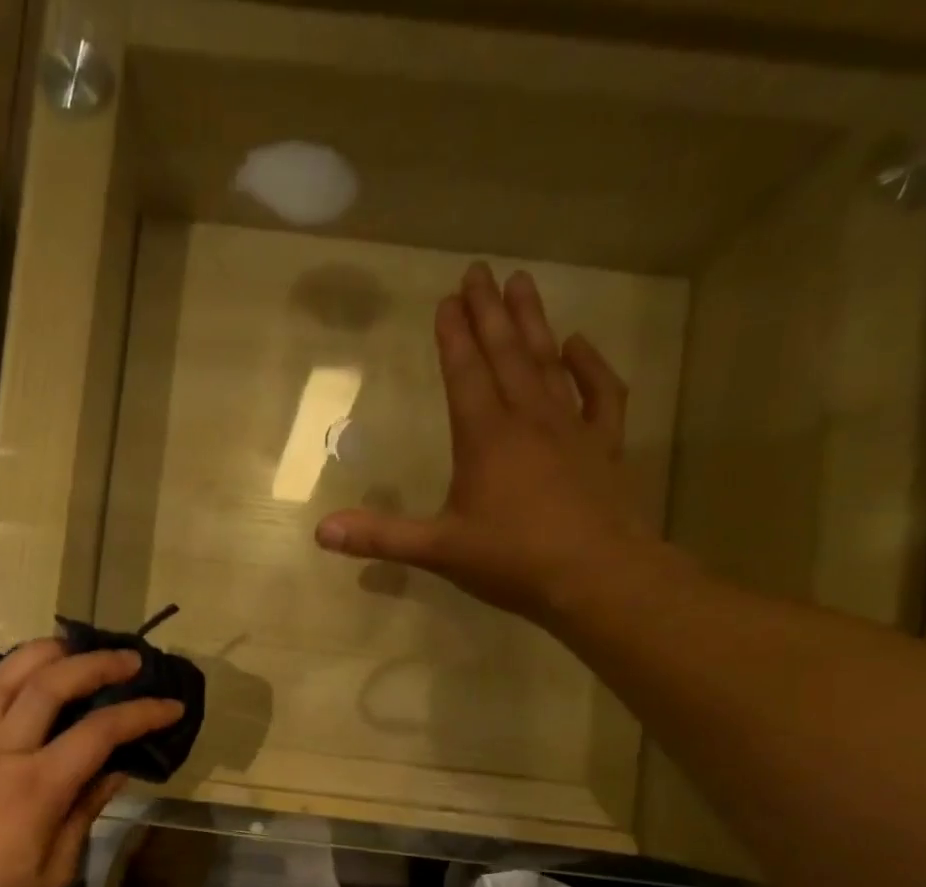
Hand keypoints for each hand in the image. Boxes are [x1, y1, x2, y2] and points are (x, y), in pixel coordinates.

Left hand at [0, 638, 183, 886]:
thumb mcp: (54, 872)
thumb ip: (84, 813)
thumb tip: (115, 772)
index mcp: (37, 785)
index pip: (100, 732)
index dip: (141, 714)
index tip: (170, 706)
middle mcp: (1, 750)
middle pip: (51, 684)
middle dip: (96, 663)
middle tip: (127, 660)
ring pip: (1, 678)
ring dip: (40, 654)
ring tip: (68, 647)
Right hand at [314, 262, 649, 620]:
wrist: (599, 577)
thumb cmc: (513, 560)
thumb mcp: (438, 551)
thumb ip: (380, 537)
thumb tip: (321, 531)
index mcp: (485, 439)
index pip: (465, 375)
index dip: (454, 337)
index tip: (447, 299)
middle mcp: (528, 421)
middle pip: (506, 355)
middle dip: (490, 312)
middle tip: (480, 270)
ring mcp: (571, 429)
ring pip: (548, 363)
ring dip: (534, 322)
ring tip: (522, 283)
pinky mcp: (604, 446)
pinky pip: (601, 394)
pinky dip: (590, 366)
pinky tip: (578, 345)